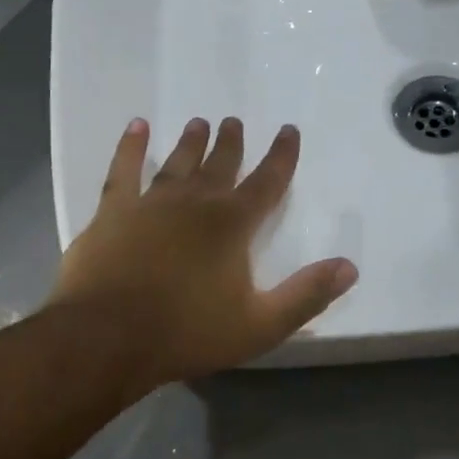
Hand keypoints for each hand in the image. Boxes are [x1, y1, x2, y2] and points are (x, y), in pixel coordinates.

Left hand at [48, 117, 358, 389]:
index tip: (288, 130)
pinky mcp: (113, 212)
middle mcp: (194, 203)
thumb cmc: (187, 333)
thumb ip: (306, 295)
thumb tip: (350, 267)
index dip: (281, 156)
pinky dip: (131, 147)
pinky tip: (137, 127)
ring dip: (190, 143)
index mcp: (231, 225)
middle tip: (234, 121)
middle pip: (220, 165)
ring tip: (198, 123)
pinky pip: (123, 169)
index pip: (267, 182)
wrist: (108, 337)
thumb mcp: (260, 325)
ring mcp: (150, 203)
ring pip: (177, 163)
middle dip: (231, 143)